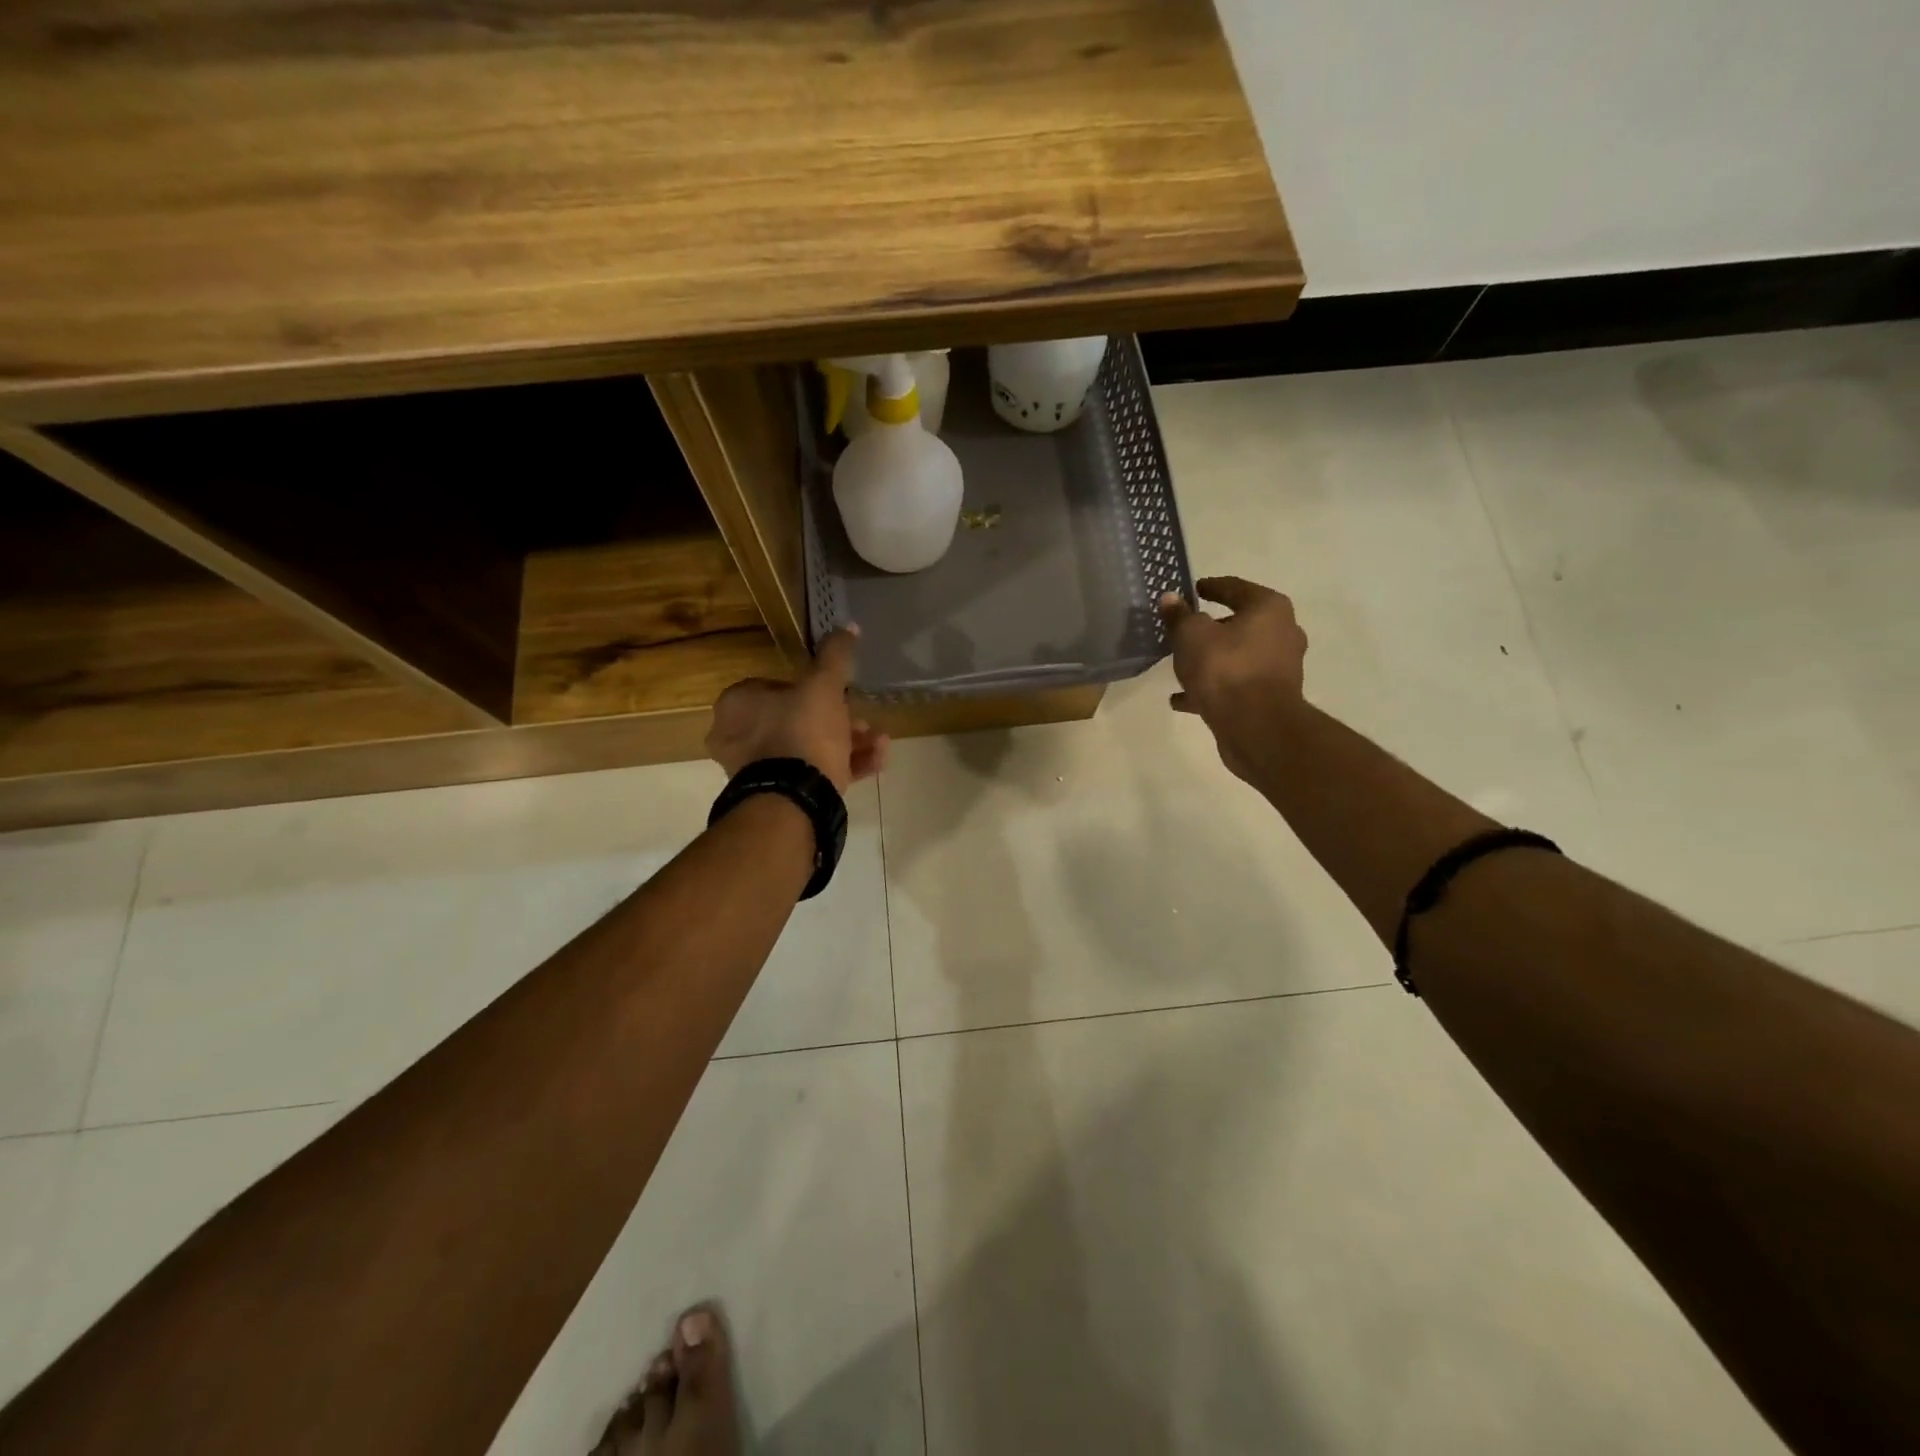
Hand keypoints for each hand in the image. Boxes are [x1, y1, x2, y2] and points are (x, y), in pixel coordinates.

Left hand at [707, 628, 888, 793]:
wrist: (794, 799)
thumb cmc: (802, 732)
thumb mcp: (824, 686)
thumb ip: (835, 655)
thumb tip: (848, 625)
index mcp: (737, 704)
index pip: (777, 686)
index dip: (814, 689)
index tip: (842, 694)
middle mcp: (738, 736)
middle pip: (797, 719)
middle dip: (838, 720)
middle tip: (865, 723)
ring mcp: (756, 771)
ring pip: (808, 748)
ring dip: (847, 743)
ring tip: (879, 743)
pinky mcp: (777, 796)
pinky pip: (811, 774)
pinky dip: (842, 767)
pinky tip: (875, 762)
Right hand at [1159, 577, 1307, 776]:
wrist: (1256, 727)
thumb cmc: (1225, 669)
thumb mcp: (1191, 636)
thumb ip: (1179, 616)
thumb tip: (1171, 599)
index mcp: (1268, 609)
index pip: (1235, 588)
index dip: (1211, 587)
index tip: (1192, 590)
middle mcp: (1281, 633)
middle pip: (1239, 624)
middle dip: (1210, 628)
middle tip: (1183, 630)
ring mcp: (1279, 668)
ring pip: (1237, 657)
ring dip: (1210, 661)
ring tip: (1180, 667)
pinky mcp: (1270, 697)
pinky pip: (1235, 685)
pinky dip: (1212, 688)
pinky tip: (1182, 699)